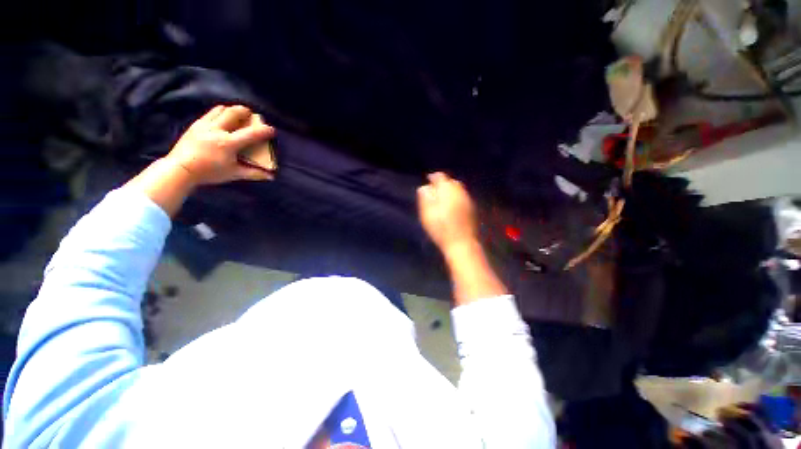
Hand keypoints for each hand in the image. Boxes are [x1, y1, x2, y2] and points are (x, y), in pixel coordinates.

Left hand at [164, 105, 275, 185]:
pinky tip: (222, 121)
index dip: (264, 131)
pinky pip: (210, 113)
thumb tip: (271, 176)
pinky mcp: (195, 124)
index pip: (251, 134)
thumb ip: (254, 173)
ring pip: (221, 109)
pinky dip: (219, 114)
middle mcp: (217, 130)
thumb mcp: (234, 174)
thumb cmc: (209, 172)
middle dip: (245, 112)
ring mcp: (204, 125)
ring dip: (231, 110)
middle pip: (234, 112)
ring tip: (236, 116)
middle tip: (251, 116)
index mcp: (228, 143)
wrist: (180, 168)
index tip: (272, 130)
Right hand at [417, 172, 477, 253]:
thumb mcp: (427, 213)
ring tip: (443, 197)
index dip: (433, 177)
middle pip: (452, 182)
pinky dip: (457, 197)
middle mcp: (460, 192)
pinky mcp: (472, 209)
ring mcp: (468, 200)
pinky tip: (453, 205)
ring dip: (451, 190)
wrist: (461, 243)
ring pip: (459, 189)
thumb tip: (424, 187)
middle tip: (436, 189)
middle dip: (444, 183)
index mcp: (447, 191)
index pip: (440, 177)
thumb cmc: (440, 228)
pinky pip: (464, 198)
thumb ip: (425, 198)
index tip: (428, 179)